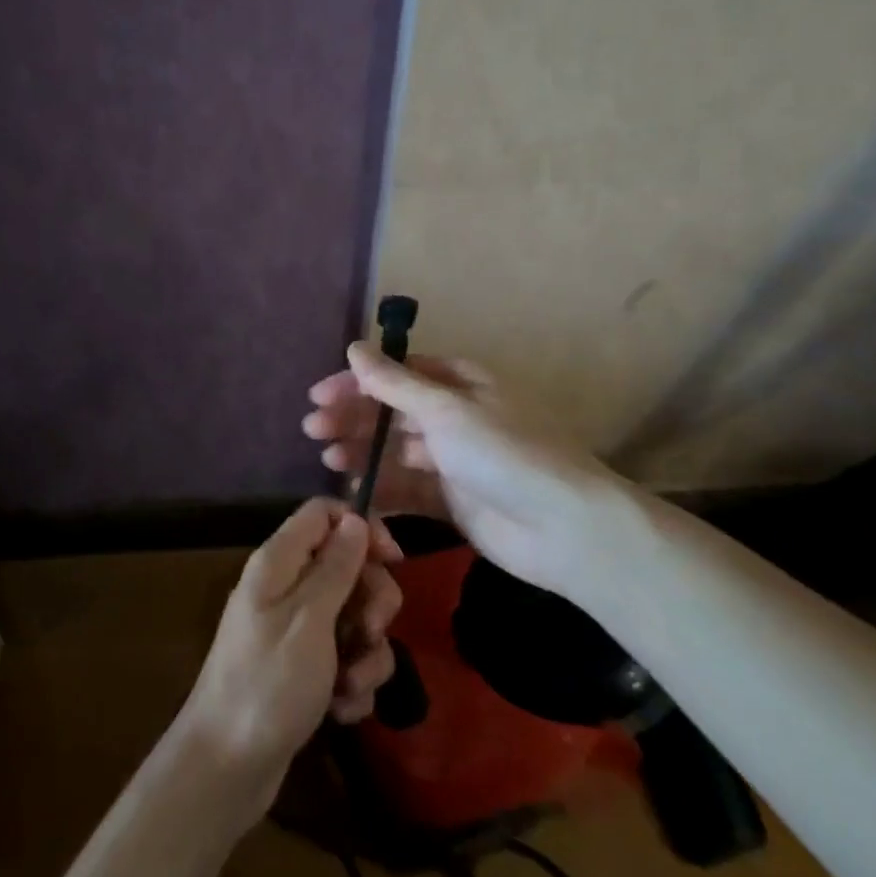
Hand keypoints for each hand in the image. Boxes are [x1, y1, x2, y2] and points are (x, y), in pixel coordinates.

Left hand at [177, 499, 401, 818]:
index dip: (362, 527)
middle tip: (371, 632)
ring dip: (365, 654)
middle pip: (347, 567)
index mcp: (278, 563)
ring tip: (350, 686)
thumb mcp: (309, 620)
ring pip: (353, 618)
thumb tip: (355, 518)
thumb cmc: (267, 685)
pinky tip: (342, 710)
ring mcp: (295, 631)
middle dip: (372, 601)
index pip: (324, 514)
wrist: (226, 769)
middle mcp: (286, 588)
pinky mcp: (304, 669)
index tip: (393, 559)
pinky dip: (351, 683)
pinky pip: (345, 658)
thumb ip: (336, 567)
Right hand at [304, 344, 635, 596]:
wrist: (563, 528)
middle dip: (353, 419)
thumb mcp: (446, 410)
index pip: (397, 375)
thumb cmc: (503, 453)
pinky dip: (380, 489)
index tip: (318, 396)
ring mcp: (453, 462)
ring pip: (395, 451)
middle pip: (392, 413)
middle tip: (313, 430)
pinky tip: (354, 491)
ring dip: (361, 452)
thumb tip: (354, 348)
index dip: (357, 383)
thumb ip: (395, 384)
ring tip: (328, 460)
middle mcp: (455, 418)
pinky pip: (407, 490)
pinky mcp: (451, 502)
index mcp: (460, 385)